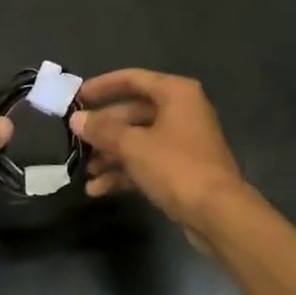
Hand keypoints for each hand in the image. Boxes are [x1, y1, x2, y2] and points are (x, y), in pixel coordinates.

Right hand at [69, 70, 245, 233]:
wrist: (219, 214)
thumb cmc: (176, 167)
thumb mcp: (134, 146)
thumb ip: (103, 130)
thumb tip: (76, 119)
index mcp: (175, 93)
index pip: (132, 79)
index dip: (102, 86)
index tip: (76, 98)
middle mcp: (181, 110)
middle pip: (133, 112)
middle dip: (104, 129)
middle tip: (76, 140)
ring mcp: (183, 141)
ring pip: (139, 139)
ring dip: (111, 154)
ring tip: (85, 171)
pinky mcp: (182, 169)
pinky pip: (147, 162)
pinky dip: (125, 172)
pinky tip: (98, 189)